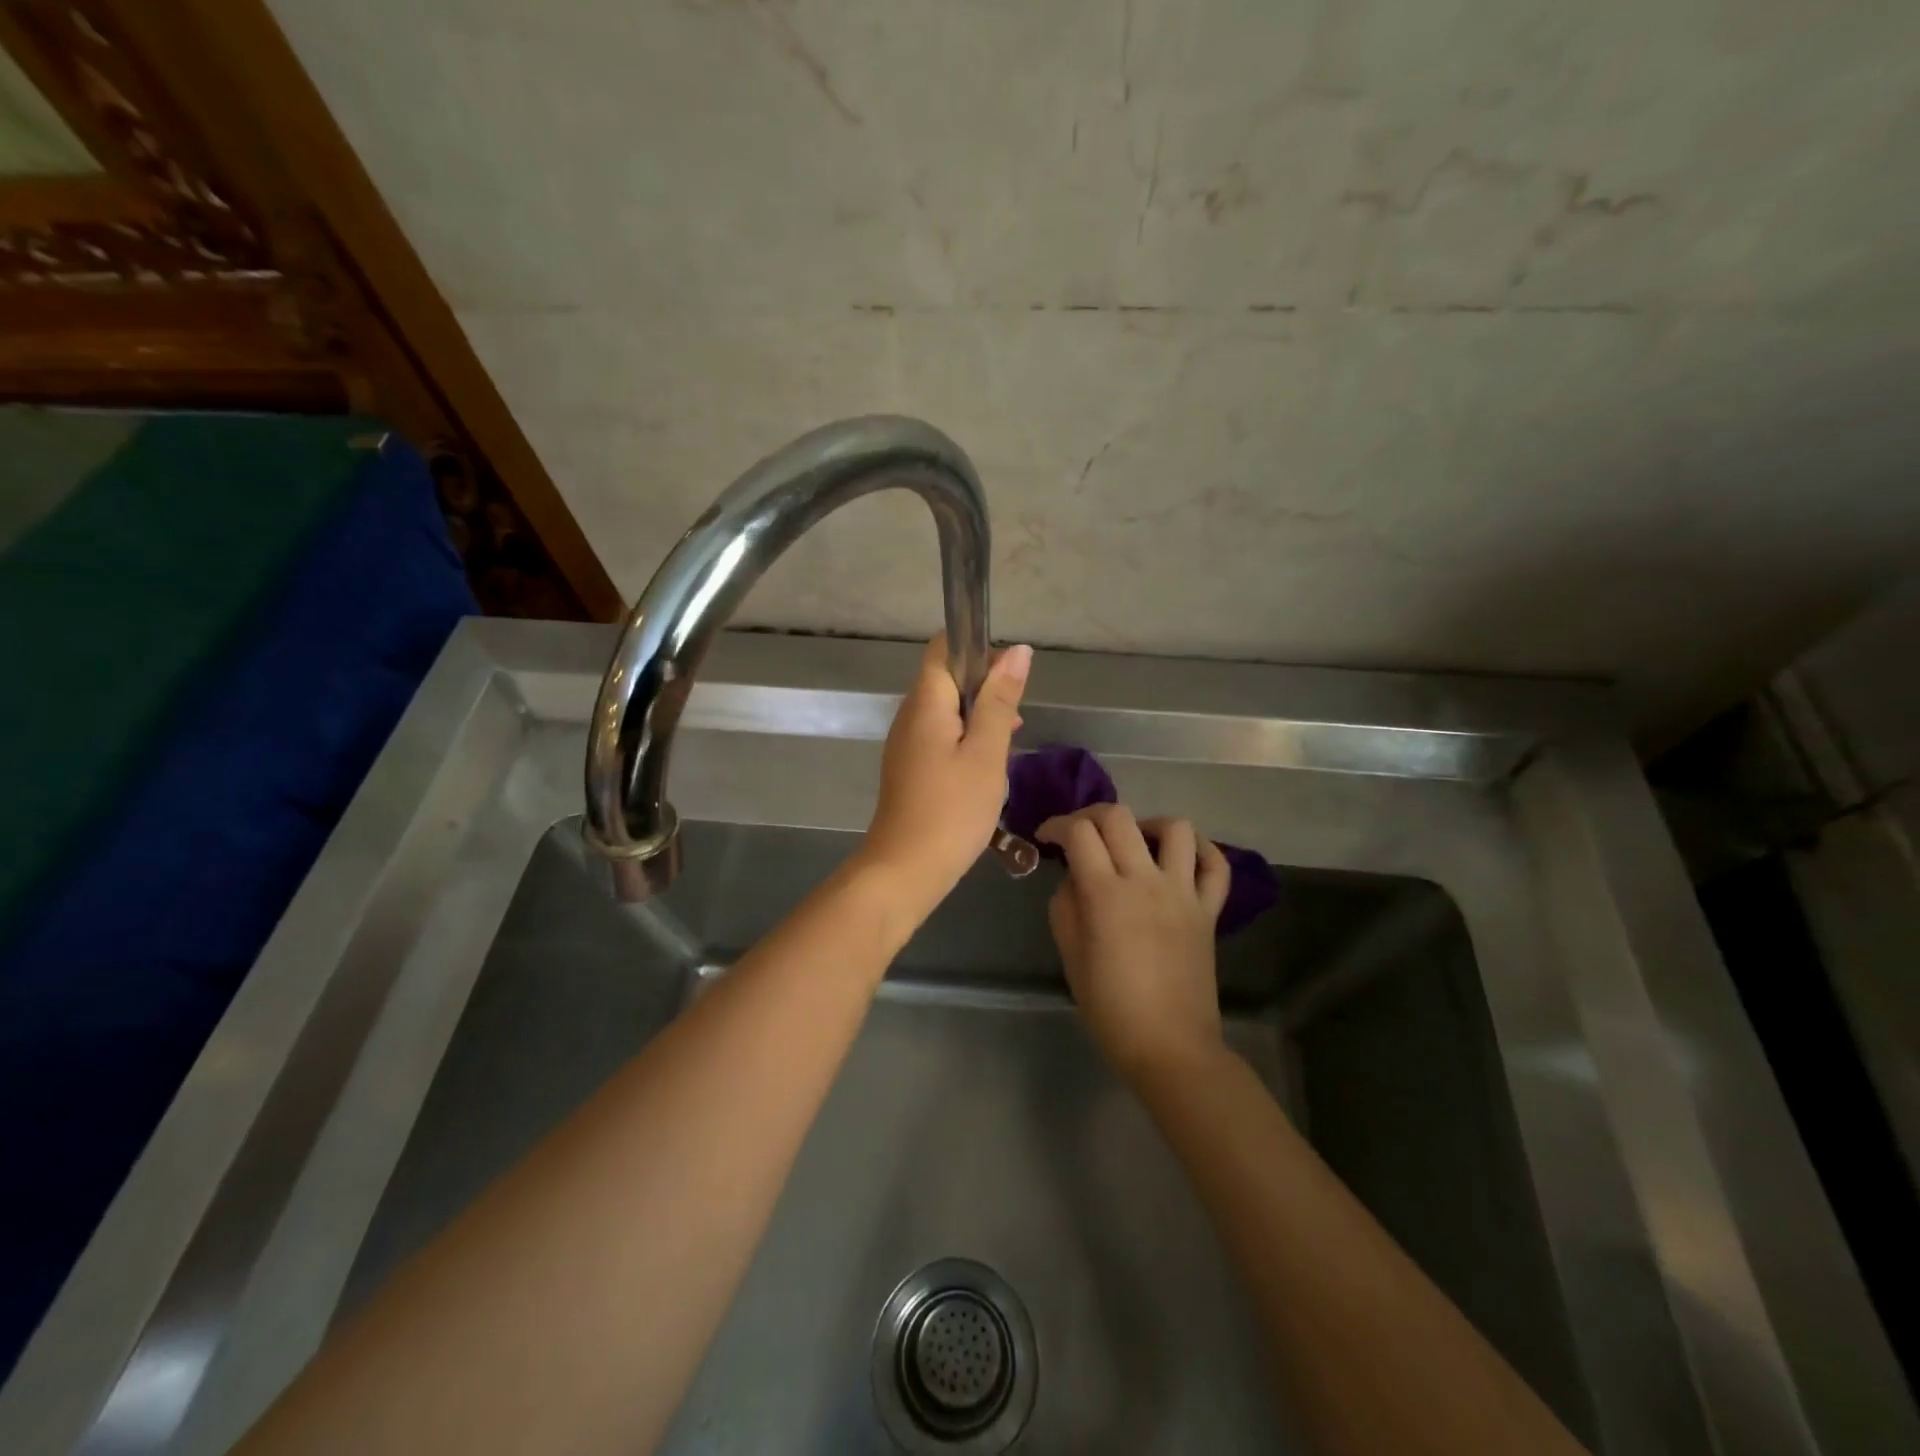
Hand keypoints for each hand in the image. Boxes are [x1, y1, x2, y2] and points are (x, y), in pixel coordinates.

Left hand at [860, 634, 1030, 916]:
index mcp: (925, 703)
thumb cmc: (952, 810)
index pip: (944, 649)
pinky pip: (940, 736)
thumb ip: (1000, 701)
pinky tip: (988, 765)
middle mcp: (909, 715)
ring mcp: (906, 743)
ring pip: (946, 710)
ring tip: (1009, 741)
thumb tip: (1018, 652)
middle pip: (946, 678)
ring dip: (979, 716)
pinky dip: (966, 739)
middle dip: (985, 686)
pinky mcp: (909, 767)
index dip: (979, 650)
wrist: (905, 870)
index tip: (1012, 675)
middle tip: (1016, 717)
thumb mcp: (986, 754)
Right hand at [1037, 804, 1231, 1081]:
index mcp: (1105, 895)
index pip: (1078, 833)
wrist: (1169, 1046)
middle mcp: (1145, 881)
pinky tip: (1179, 857)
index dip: (1056, 825)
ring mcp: (1183, 893)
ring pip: (1175, 828)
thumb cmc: (1110, 1007)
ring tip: (1133, 843)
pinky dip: (1200, 850)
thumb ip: (1065, 907)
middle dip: (1090, 814)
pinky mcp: (1209, 910)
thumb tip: (1074, 878)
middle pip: (1118, 817)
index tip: (1045, 838)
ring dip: (1147, 824)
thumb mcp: (1071, 956)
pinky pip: (1215, 865)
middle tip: (1078, 835)